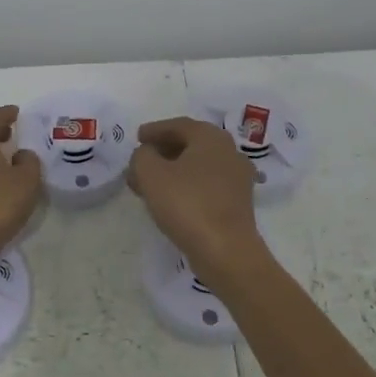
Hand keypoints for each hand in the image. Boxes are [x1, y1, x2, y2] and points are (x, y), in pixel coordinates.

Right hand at [128, 117, 266, 284]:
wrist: (226, 251)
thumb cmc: (187, 204)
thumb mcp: (151, 174)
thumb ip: (142, 156)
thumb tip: (146, 154)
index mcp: (211, 137)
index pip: (178, 125)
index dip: (154, 131)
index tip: (137, 138)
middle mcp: (229, 151)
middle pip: (189, 144)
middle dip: (162, 152)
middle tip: (140, 162)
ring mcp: (237, 178)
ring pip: (197, 166)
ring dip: (172, 171)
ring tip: (149, 184)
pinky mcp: (238, 202)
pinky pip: (206, 184)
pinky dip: (186, 186)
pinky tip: (171, 200)